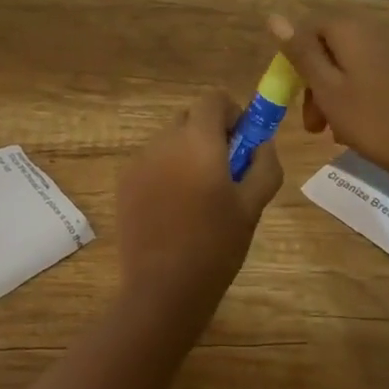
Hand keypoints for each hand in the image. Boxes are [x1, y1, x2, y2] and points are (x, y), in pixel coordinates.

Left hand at [116, 90, 282, 310]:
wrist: (163, 289)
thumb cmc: (216, 245)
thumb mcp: (252, 205)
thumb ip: (264, 164)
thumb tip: (263, 142)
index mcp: (198, 140)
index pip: (213, 99)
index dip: (233, 114)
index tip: (243, 143)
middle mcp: (164, 141)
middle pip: (190, 118)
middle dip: (210, 134)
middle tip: (225, 173)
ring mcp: (139, 162)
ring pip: (170, 141)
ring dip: (187, 154)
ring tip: (198, 198)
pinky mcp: (124, 184)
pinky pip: (152, 163)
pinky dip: (166, 172)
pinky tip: (174, 210)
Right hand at [268, 13, 388, 187]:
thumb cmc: (374, 122)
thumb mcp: (327, 90)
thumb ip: (301, 52)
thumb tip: (275, 17)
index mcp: (353, 28)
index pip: (309, 28)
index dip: (294, 60)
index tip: (291, 97)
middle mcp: (379, 27)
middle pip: (332, 46)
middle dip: (316, 82)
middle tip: (313, 124)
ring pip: (354, 62)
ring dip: (337, 91)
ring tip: (335, 131)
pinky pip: (377, 70)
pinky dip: (362, 91)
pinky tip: (363, 123)